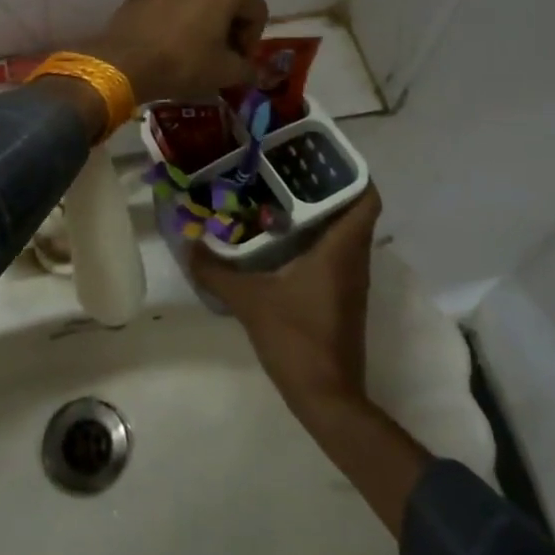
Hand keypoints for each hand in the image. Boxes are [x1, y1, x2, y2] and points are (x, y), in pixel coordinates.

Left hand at [77, 0, 267, 104]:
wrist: (123, 62)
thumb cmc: (183, 62)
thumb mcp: (225, 72)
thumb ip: (247, 69)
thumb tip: (251, 71)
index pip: (256, 11)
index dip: (252, 40)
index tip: (239, 63)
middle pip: (227, 0)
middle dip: (228, 27)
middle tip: (220, 57)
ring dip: (203, 19)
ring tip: (194, 48)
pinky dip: (178, 16)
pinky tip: (169, 41)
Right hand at [192, 187, 383, 411]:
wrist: (327, 399)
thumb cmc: (297, 339)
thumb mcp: (249, 301)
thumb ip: (216, 271)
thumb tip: (189, 244)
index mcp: (341, 250)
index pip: (366, 197)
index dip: (352, 171)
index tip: (321, 155)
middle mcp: (354, 260)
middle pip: (352, 210)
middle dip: (325, 187)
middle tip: (287, 170)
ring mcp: (351, 282)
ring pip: (343, 234)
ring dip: (319, 214)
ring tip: (279, 197)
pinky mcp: (342, 300)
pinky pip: (335, 255)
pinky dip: (315, 241)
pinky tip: (280, 242)